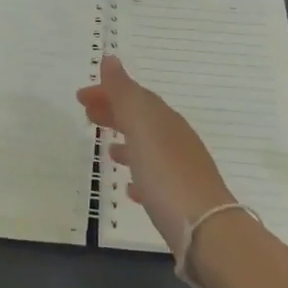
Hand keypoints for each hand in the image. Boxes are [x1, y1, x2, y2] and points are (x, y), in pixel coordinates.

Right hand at [77, 55, 236, 260]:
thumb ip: (124, 92)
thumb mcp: (140, 126)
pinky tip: (130, 189)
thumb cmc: (166, 172)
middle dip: (114, 112)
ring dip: (127, 143)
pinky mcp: (181, 200)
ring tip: (107, 151)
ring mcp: (181, 169)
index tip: (81, 96)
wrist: (206, 229)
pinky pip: (156, 179)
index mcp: (163, 118)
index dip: (107, 91)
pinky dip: (140, 175)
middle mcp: (175, 138)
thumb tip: (110, 58)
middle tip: (87, 115)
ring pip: (149, 147)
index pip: (133, 95)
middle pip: (141, 118)